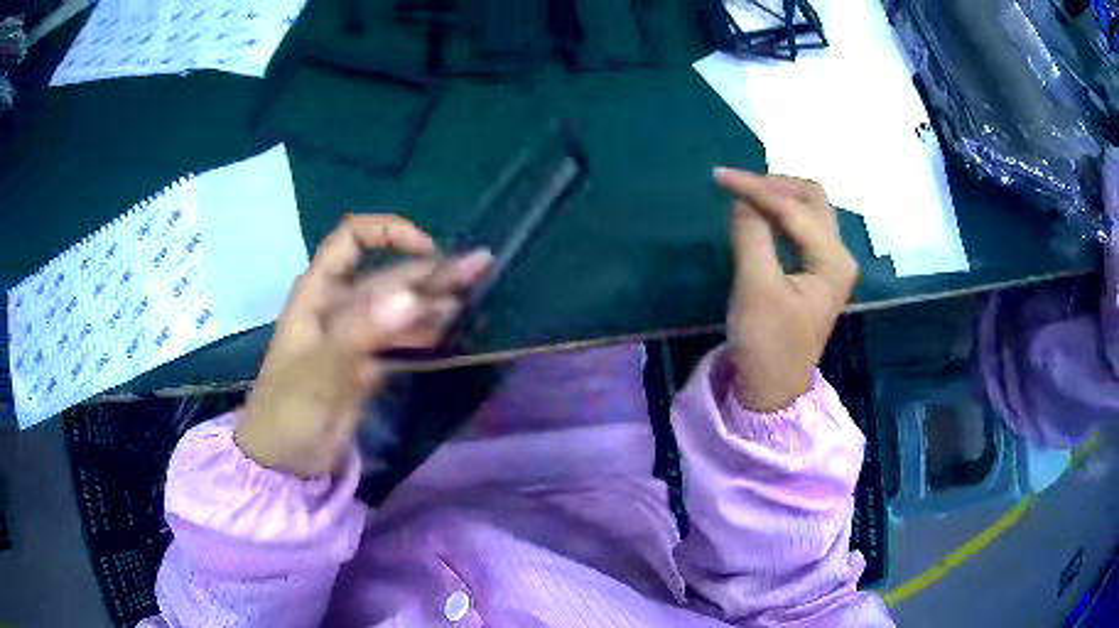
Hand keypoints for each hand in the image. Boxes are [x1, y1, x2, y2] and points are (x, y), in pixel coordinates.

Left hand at [235, 214, 491, 476]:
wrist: (284, 460)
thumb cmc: (289, 410)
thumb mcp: (319, 370)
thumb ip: (362, 333)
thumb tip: (412, 299)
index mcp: (318, 294)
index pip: (352, 240)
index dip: (389, 233)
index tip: (427, 250)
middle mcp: (340, 307)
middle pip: (389, 276)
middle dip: (431, 270)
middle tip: (480, 266)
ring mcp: (356, 337)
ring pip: (400, 308)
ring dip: (435, 300)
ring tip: (475, 293)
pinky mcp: (368, 365)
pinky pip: (401, 339)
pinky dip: (425, 331)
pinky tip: (450, 327)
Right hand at [716, 169, 857, 411]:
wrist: (772, 390)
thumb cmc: (767, 344)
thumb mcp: (756, 289)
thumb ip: (752, 237)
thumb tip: (743, 200)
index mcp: (832, 260)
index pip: (794, 208)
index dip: (757, 189)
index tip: (719, 178)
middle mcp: (838, 255)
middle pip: (812, 200)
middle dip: (774, 186)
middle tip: (736, 184)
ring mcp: (828, 265)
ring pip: (808, 212)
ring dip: (777, 198)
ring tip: (742, 193)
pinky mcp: (814, 273)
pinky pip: (800, 229)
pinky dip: (778, 216)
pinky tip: (758, 215)